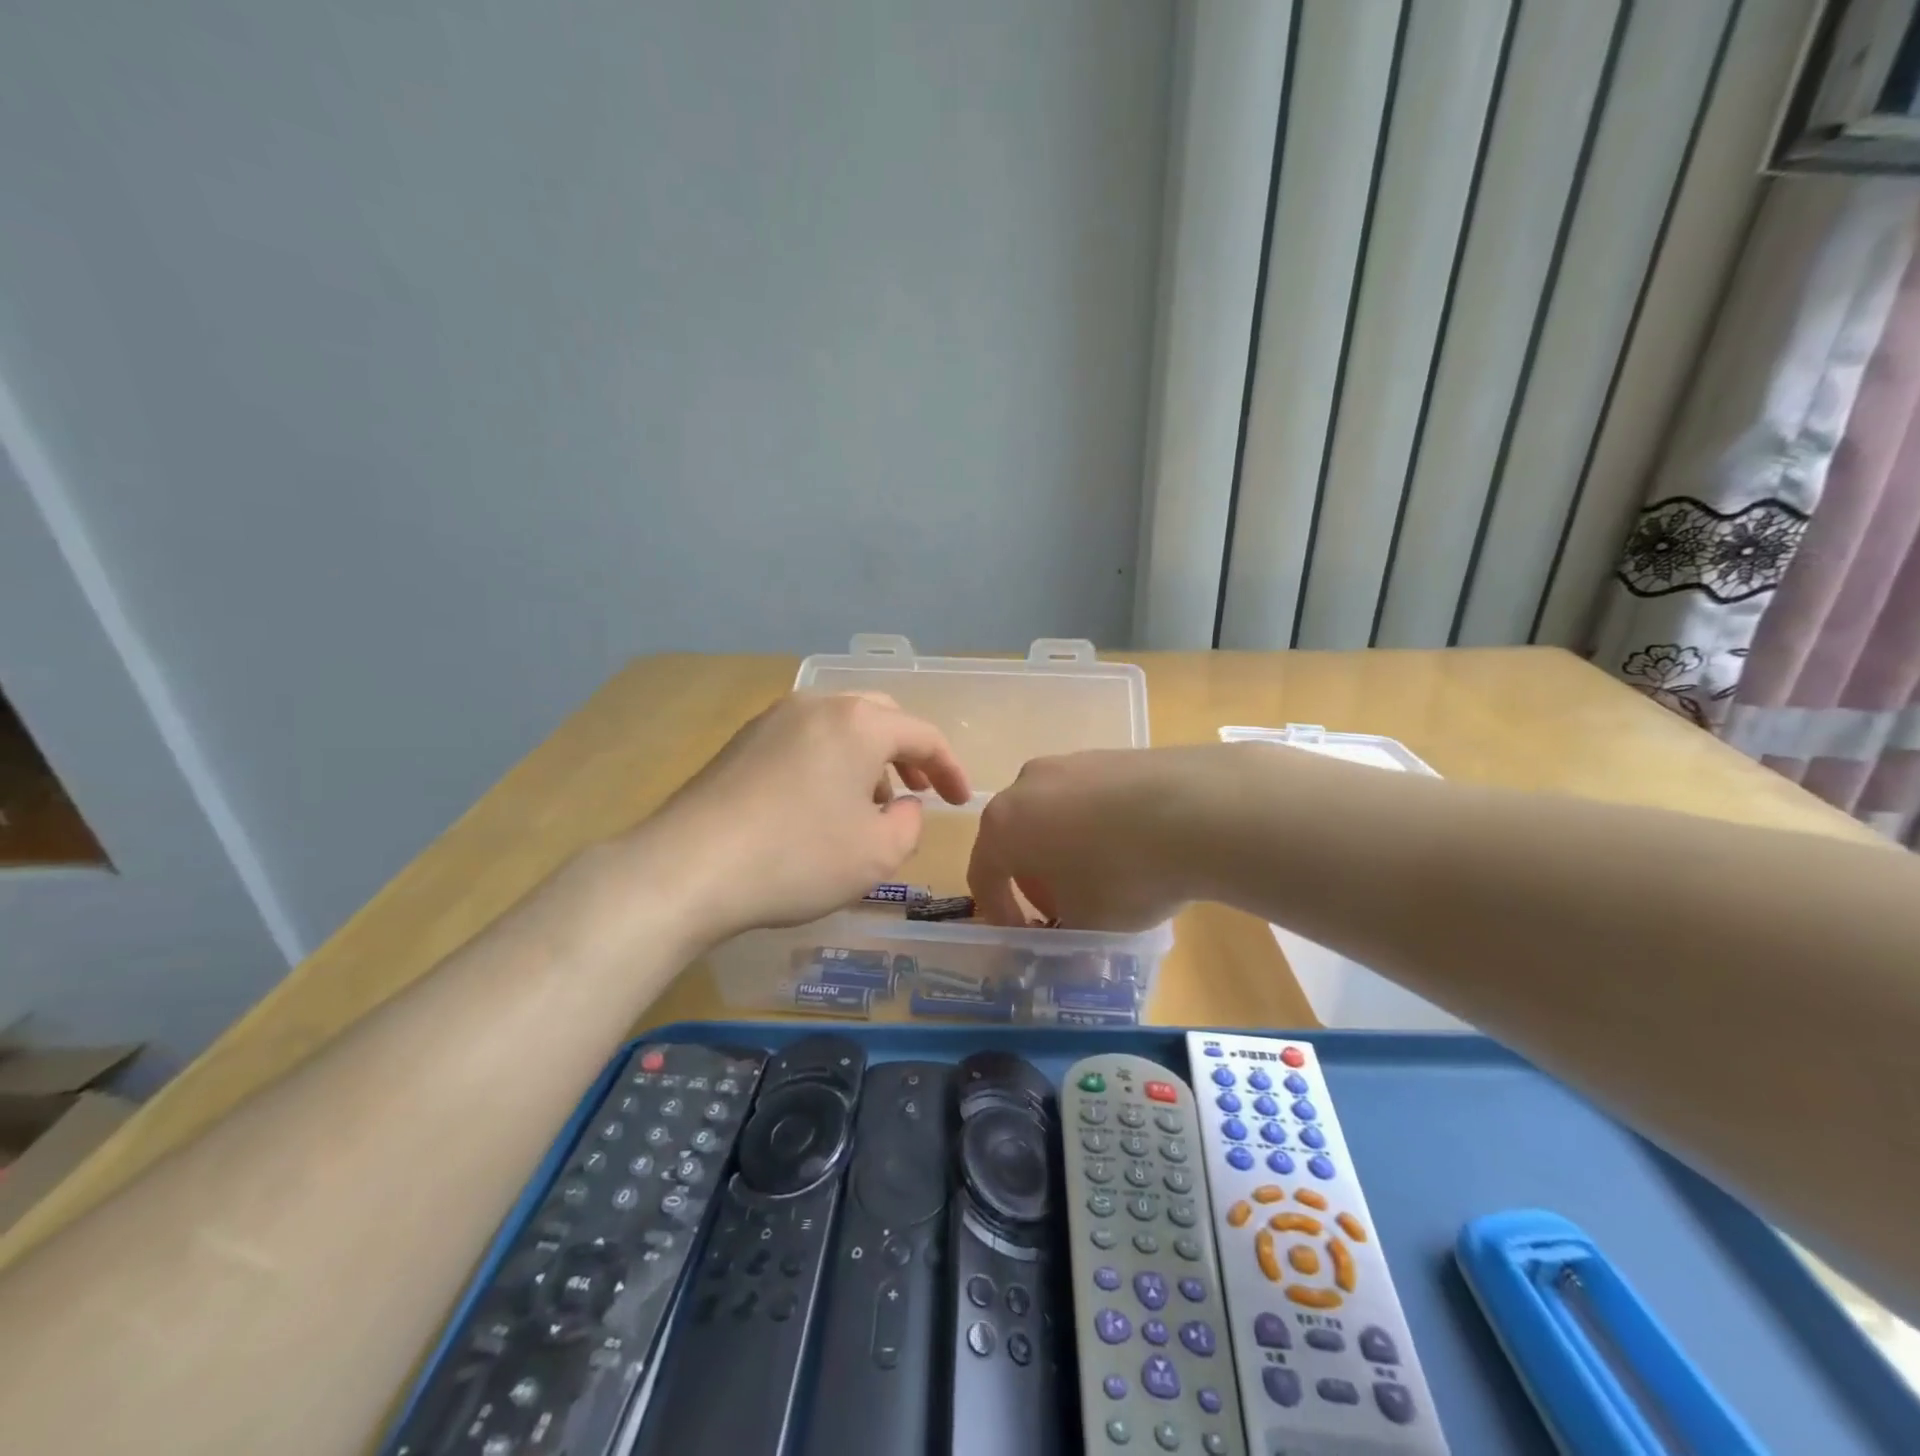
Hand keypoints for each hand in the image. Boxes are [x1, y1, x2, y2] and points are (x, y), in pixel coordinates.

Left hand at [637, 691, 970, 943]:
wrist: (689, 866)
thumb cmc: (797, 857)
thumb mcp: (877, 854)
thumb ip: (910, 824)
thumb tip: (905, 806)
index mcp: (859, 723)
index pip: (923, 734)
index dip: (949, 768)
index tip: (960, 801)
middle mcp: (818, 705)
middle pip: (880, 717)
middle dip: (907, 754)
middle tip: (917, 792)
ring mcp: (774, 719)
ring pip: (840, 726)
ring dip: (867, 758)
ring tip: (870, 803)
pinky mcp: (742, 741)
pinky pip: (804, 739)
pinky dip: (829, 762)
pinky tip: (820, 803)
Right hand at [968, 748, 1210, 930]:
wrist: (1199, 810)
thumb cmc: (1124, 874)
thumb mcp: (1089, 923)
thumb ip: (1065, 932)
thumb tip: (1069, 936)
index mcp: (1004, 825)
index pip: (983, 873)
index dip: (998, 910)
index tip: (1023, 935)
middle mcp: (1026, 785)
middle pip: (1014, 836)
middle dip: (1031, 876)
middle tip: (1060, 906)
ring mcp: (1069, 763)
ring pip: (1051, 813)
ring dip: (1062, 847)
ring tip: (1099, 875)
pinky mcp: (1108, 755)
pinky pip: (1086, 797)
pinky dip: (1093, 824)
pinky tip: (1129, 845)